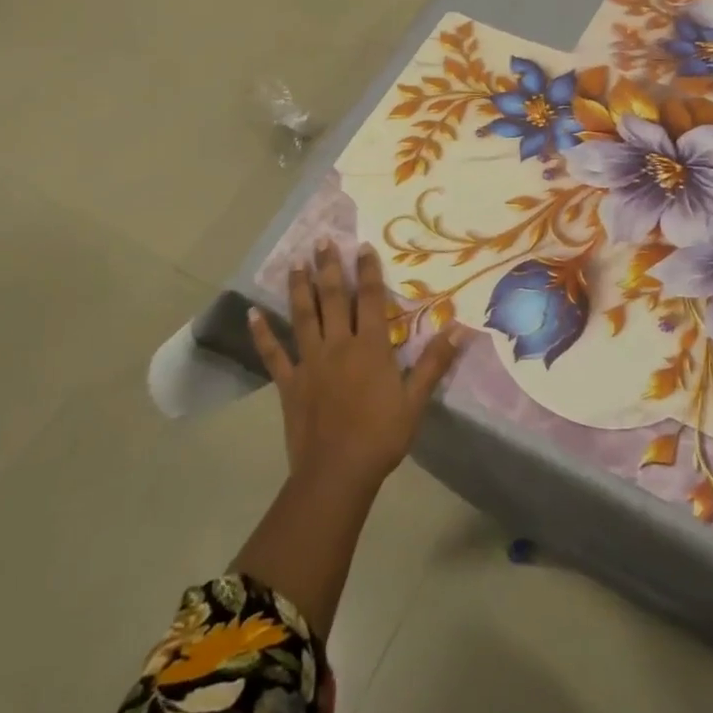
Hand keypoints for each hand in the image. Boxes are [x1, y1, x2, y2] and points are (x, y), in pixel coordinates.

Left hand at [249, 242, 464, 494]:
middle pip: (332, 298)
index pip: (369, 299)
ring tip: (295, 262)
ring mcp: (310, 361)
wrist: (337, 472)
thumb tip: (460, 329)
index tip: (362, 246)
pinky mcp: (289, 382)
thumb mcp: (415, 401)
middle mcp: (337, 345)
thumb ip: (434, 363)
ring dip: (299, 288)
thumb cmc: (381, 436)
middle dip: (328, 267)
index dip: (367, 271)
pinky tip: (252, 314)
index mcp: (369, 347)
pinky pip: (273, 353)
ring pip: (303, 316)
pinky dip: (262, 333)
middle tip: (322, 240)